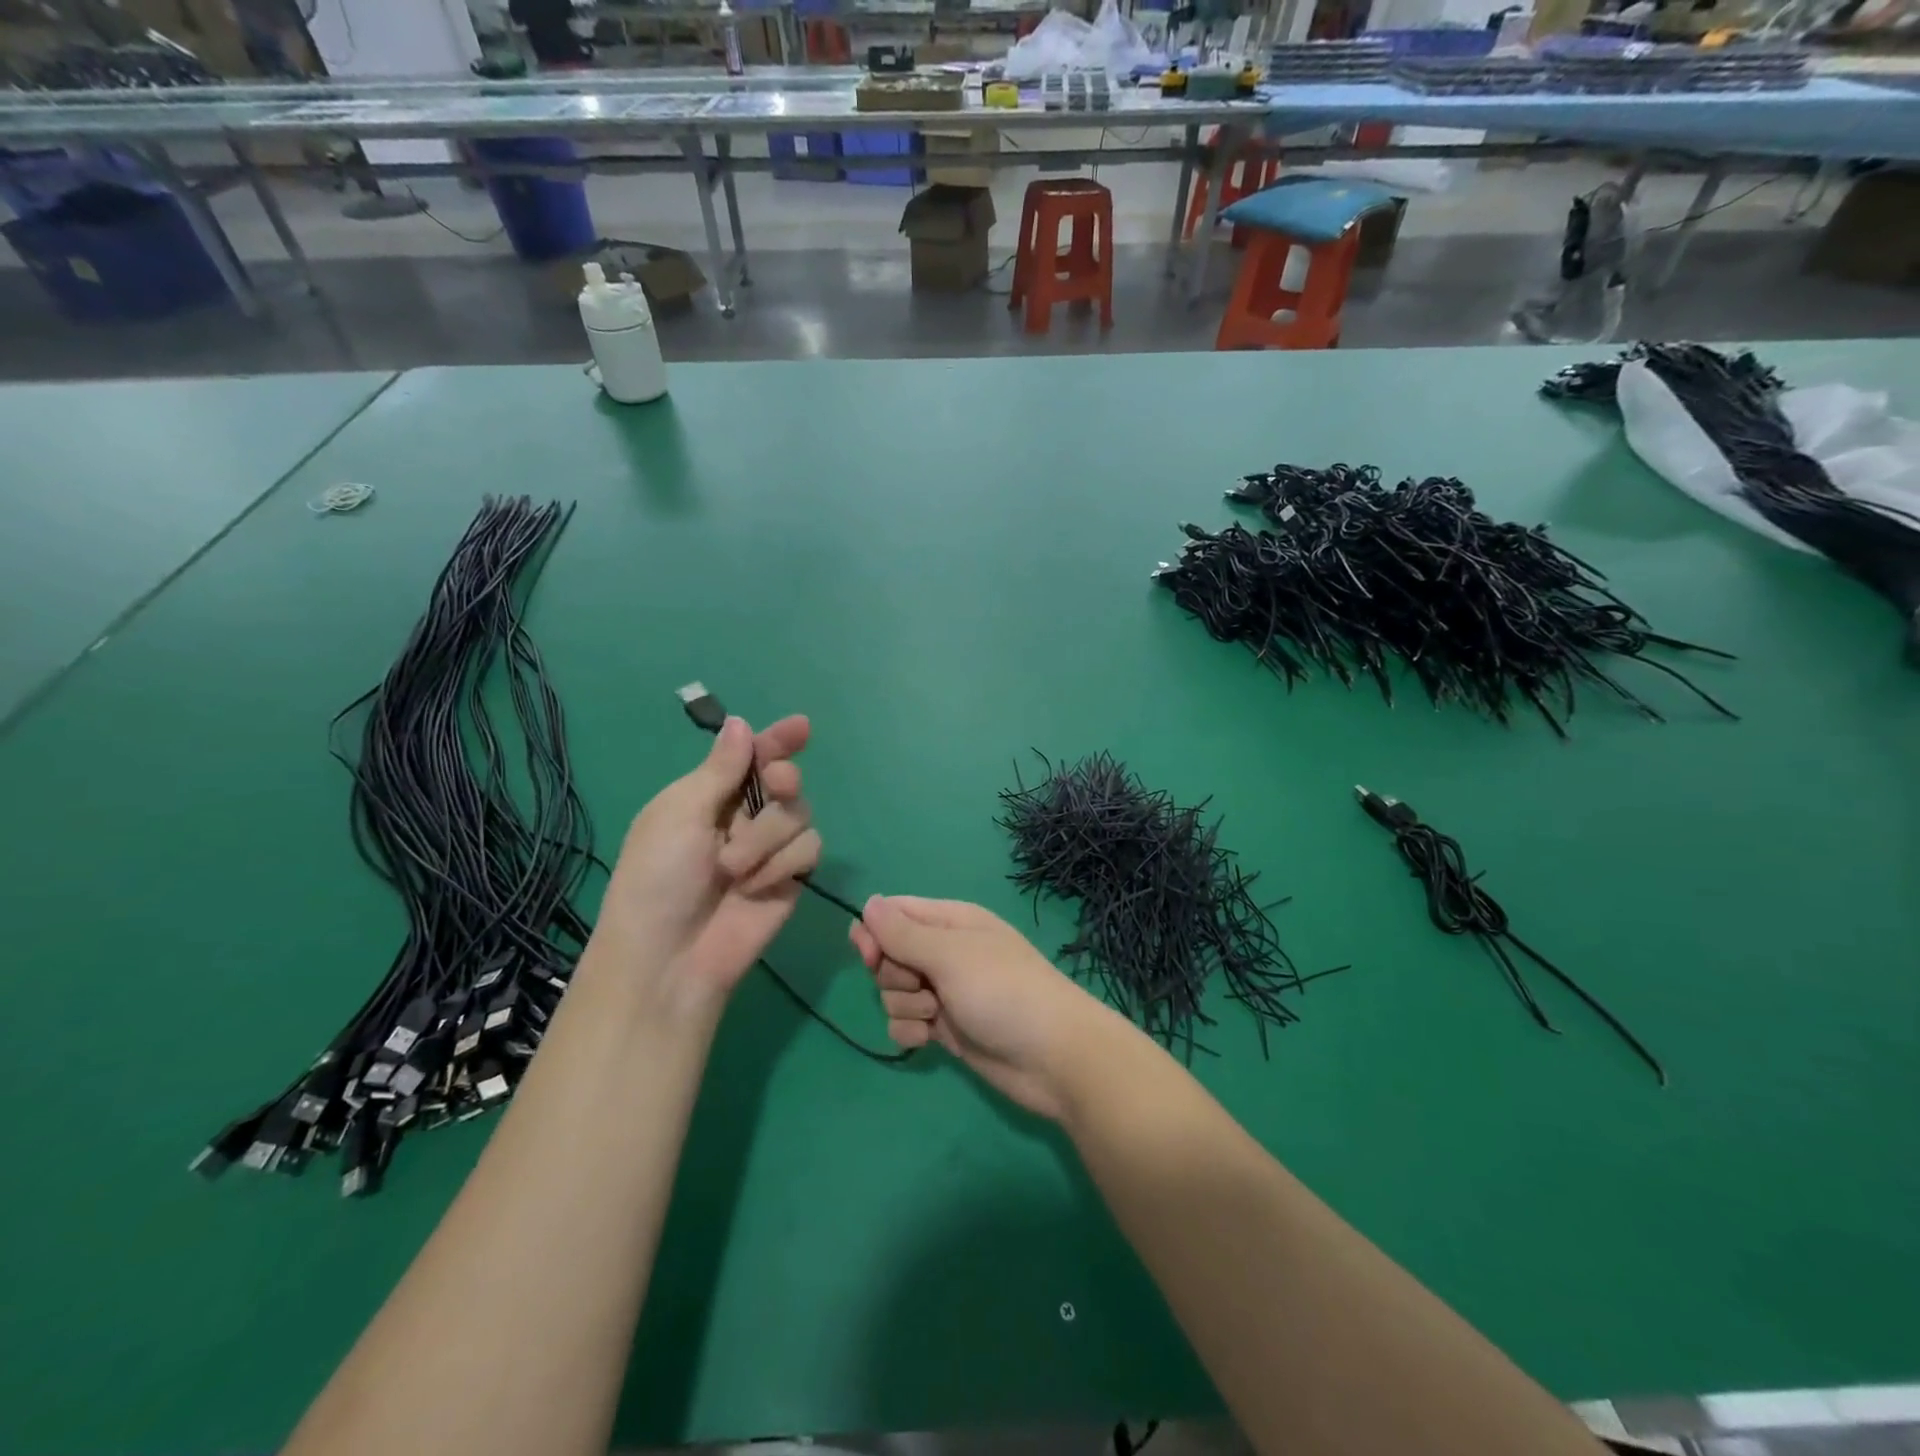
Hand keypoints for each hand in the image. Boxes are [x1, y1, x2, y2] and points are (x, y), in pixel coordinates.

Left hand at [589, 715, 819, 1022]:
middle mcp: (743, 816)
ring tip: (733, 869)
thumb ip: (720, 769)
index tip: (800, 727)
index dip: (777, 740)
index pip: (750, 756)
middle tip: (775, 785)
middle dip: (782, 779)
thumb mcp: (680, 813)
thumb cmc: (659, 877)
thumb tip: (740, 721)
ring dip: (767, 836)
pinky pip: (809, 847)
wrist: (671, 957)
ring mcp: (769, 847)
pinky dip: (783, 864)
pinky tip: (756, 887)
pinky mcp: (791, 876)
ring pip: (799, 813)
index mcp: (708, 794)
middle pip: (785, 778)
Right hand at [849, 897, 1127, 1121]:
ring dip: (905, 1006)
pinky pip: (905, 1023)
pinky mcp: (946, 1028)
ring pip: (893, 992)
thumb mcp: (950, 954)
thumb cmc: (1003, 991)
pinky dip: (911, 1031)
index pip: (894, 913)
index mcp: (950, 922)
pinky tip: (931, 1040)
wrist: (1053, 1056)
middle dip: (893, 974)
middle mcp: (945, 952)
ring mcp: (945, 992)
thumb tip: (868, 903)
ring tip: (936, 1014)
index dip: (874, 933)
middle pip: (889, 955)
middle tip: (922, 985)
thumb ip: (903, 933)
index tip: (869, 956)